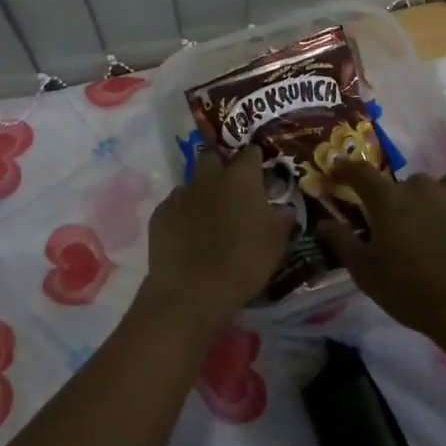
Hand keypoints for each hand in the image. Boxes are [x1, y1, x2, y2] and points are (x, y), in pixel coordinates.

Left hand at [142, 150, 294, 333]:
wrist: (192, 293)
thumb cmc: (243, 264)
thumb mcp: (275, 244)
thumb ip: (282, 219)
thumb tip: (285, 208)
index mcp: (241, 178)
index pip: (250, 152)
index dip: (255, 161)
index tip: (259, 175)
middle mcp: (210, 176)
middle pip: (214, 156)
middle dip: (222, 166)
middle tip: (232, 190)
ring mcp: (181, 193)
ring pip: (193, 180)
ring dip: (202, 190)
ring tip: (208, 215)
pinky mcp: (160, 212)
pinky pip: (175, 203)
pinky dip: (183, 212)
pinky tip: (187, 233)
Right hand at [318, 161, 445, 343]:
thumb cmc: (408, 289)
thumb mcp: (364, 271)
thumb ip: (341, 241)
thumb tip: (322, 222)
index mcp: (388, 199)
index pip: (360, 173)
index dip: (346, 169)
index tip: (337, 168)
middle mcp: (420, 187)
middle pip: (402, 184)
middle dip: (396, 199)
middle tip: (396, 226)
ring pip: (438, 186)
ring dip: (431, 199)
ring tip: (430, 223)